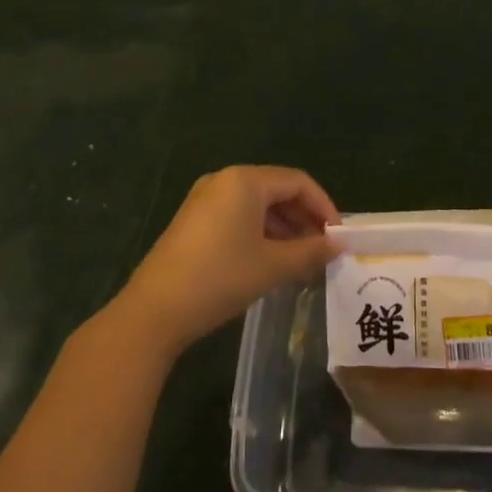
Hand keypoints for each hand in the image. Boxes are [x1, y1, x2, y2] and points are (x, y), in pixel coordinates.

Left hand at [114, 166, 341, 353]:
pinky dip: (259, 232)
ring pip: (257, 204)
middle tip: (322, 248)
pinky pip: (237, 215)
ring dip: (283, 227)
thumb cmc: (219, 278)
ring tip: (300, 259)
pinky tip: (269, 260)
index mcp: (245, 180)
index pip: (297, 182)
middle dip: (303, 218)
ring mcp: (205, 199)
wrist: (153, 312)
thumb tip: (338, 245)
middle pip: (277, 190)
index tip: (337, 236)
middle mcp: (224, 179)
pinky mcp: (193, 220)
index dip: (323, 206)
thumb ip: (310, 252)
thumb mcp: (272, 266)